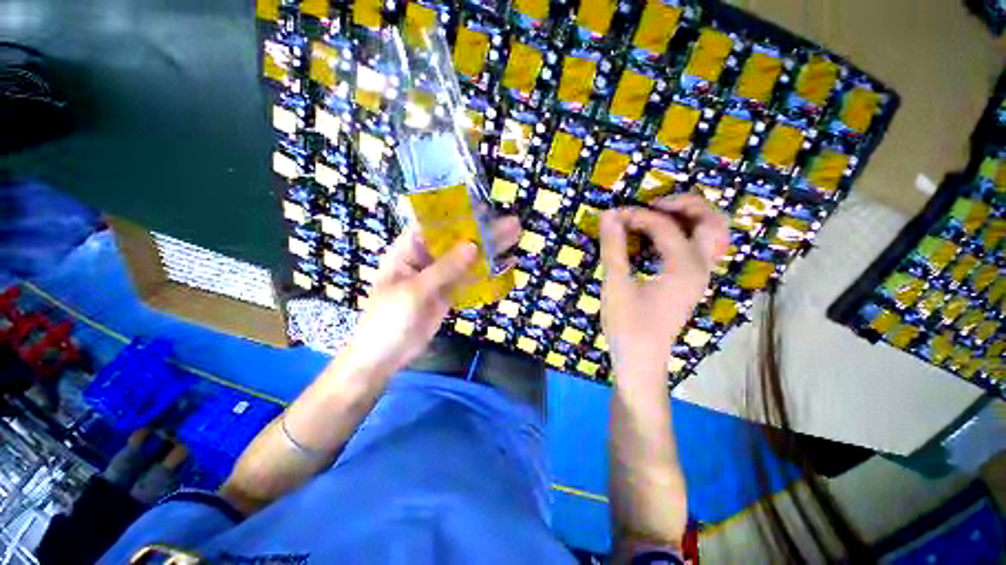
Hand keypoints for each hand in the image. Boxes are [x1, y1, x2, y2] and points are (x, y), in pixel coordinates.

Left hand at [350, 216, 521, 370]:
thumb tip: (473, 245)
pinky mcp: (449, 292)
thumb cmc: (389, 318)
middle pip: (457, 241)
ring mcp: (439, 276)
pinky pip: (469, 279)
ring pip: (467, 259)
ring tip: (514, 237)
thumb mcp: (415, 290)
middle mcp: (425, 258)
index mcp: (408, 250)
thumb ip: (445, 268)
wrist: (386, 355)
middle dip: (483, 232)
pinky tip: (505, 264)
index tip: (484, 209)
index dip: (459, 215)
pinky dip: (486, 273)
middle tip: (511, 223)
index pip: (435, 225)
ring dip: (489, 250)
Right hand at [599, 194, 727, 384]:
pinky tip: (659, 237)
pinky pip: (698, 248)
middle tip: (653, 204)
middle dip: (685, 204)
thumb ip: (613, 248)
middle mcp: (700, 268)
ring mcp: (699, 276)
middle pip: (711, 221)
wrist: (641, 360)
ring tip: (658, 214)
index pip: (664, 225)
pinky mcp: (690, 283)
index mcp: (684, 267)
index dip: (637, 215)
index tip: (612, 216)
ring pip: (711, 234)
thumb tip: (610, 214)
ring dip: (689, 217)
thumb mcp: (616, 285)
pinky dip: (684, 233)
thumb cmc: (627, 326)